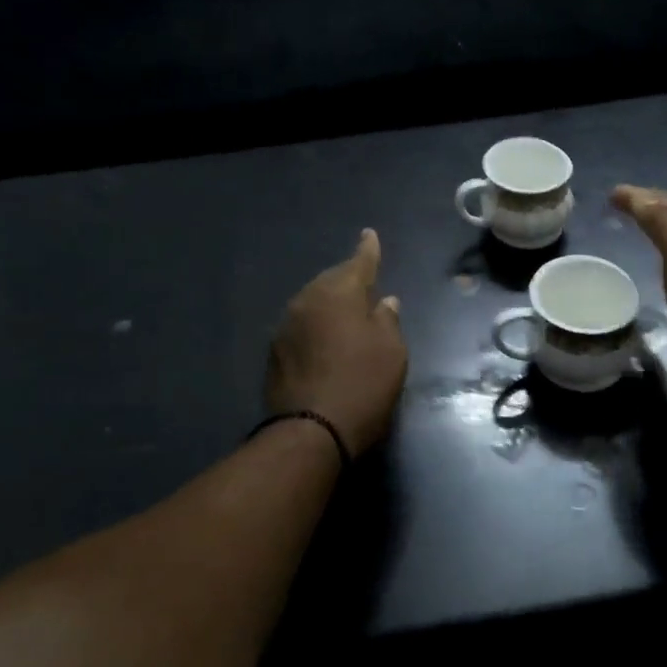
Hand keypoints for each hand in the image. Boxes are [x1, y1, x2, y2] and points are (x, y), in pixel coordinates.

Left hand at [266, 228, 408, 455]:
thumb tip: (384, 303)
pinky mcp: (275, 351)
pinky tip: (326, 336)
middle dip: (348, 278)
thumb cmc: (362, 385)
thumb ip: (387, 321)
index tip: (369, 235)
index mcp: (338, 293)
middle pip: (331, 281)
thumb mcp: (391, 352)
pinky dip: (317, 324)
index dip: (368, 250)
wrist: (310, 430)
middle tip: (364, 279)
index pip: (358, 263)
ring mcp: (287, 325)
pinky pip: (303, 324)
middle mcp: (307, 300)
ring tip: (346, 309)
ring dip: (330, 302)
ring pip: (313, 302)